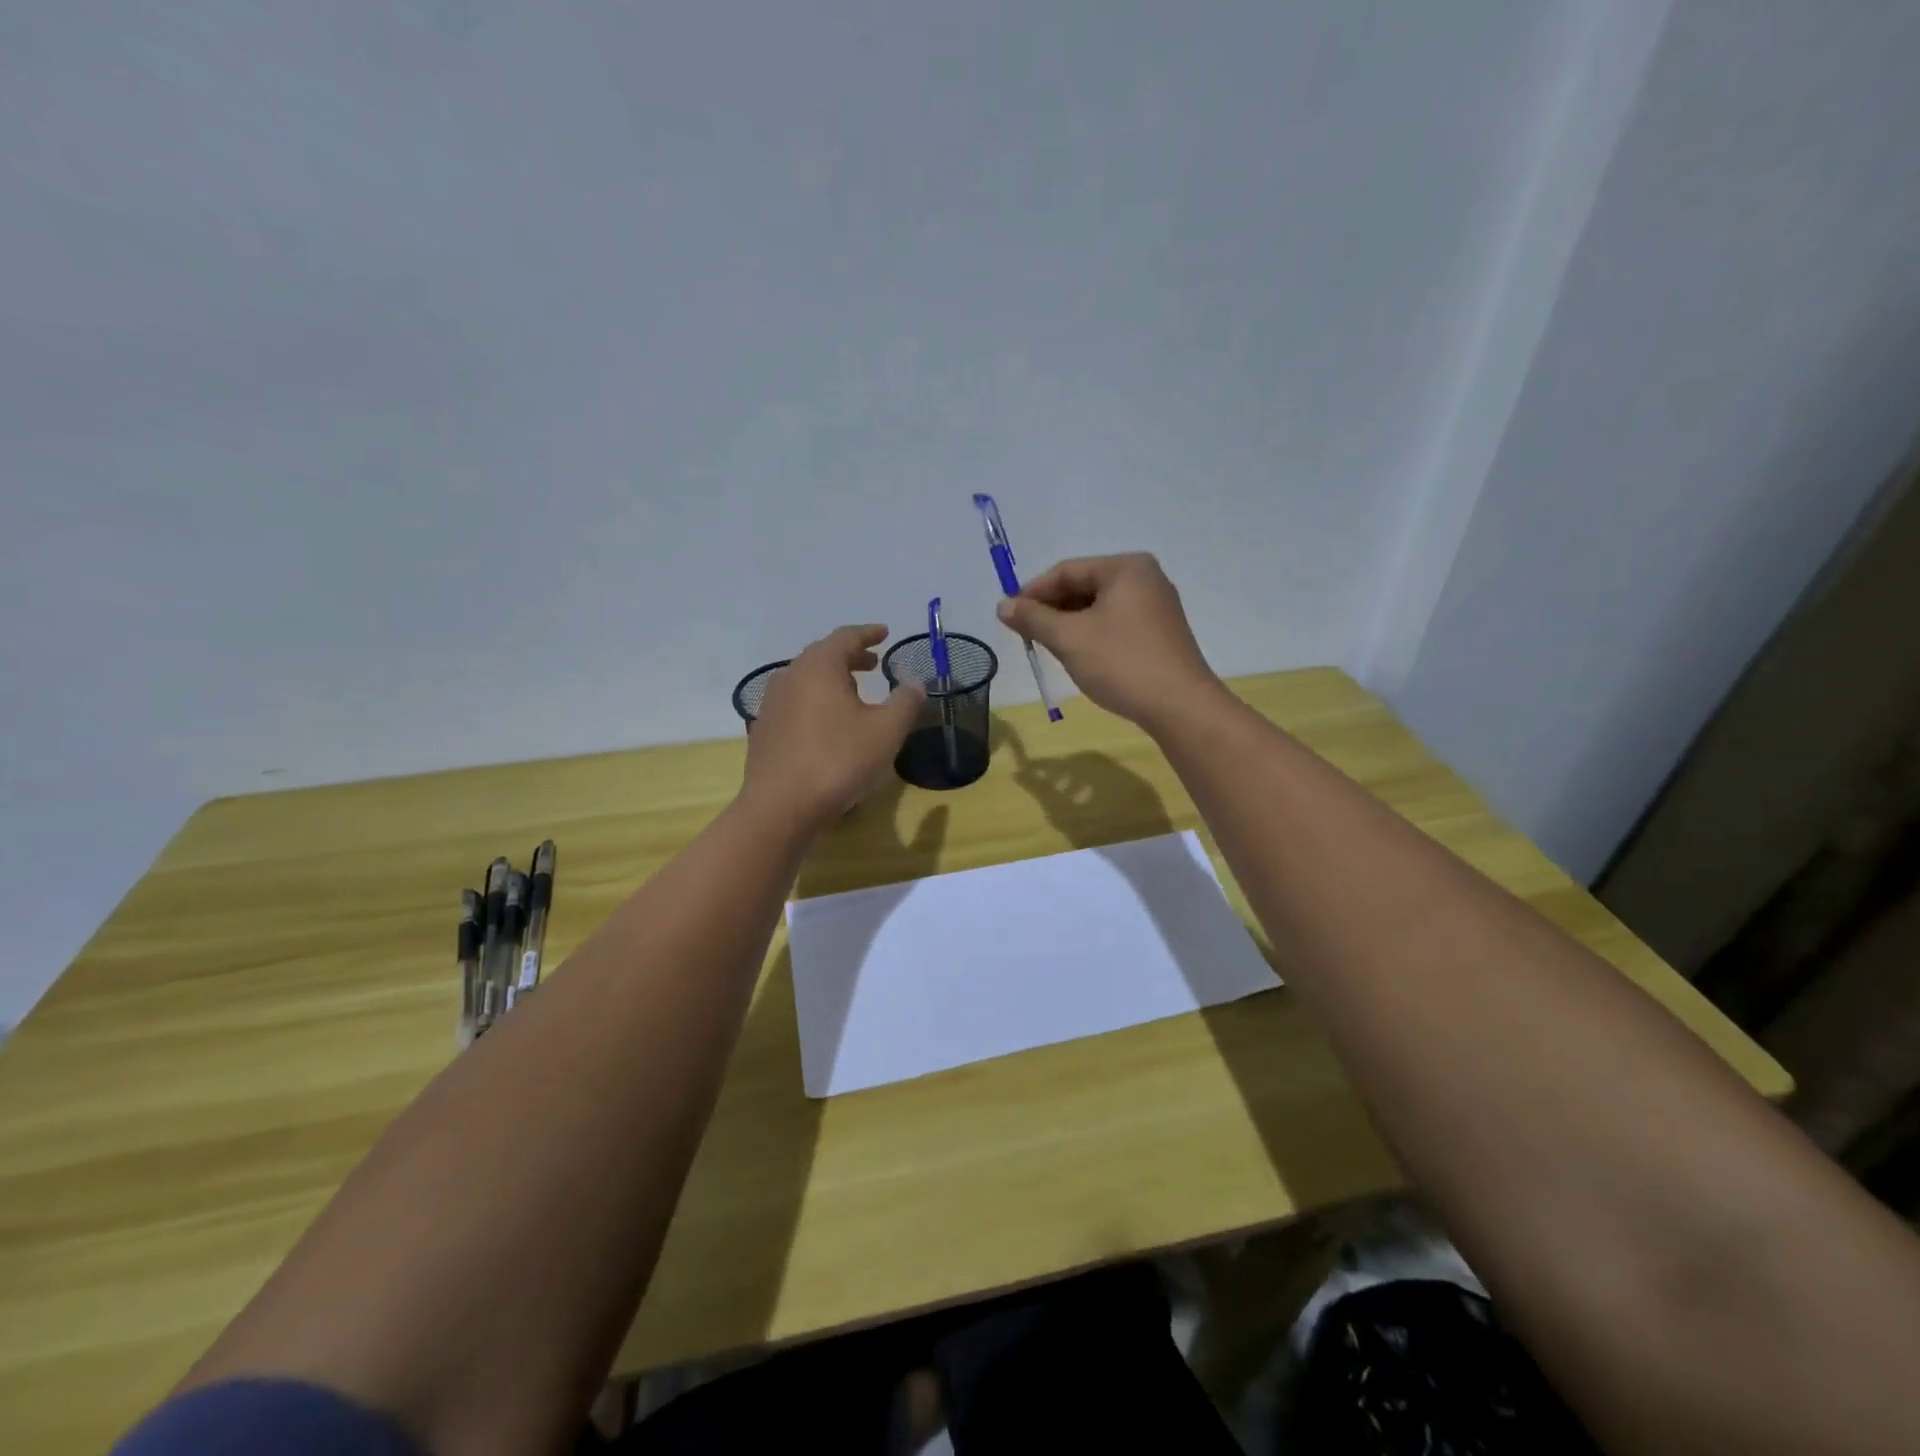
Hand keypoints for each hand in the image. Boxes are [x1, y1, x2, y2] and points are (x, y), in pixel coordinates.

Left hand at [742, 625, 924, 826]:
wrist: (781, 807)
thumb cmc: (839, 761)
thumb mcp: (886, 731)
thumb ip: (905, 701)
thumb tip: (914, 682)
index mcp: (819, 667)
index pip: (845, 637)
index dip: (868, 634)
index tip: (884, 633)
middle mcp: (790, 676)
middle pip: (822, 655)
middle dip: (850, 656)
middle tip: (873, 664)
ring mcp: (772, 704)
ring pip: (805, 679)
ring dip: (831, 679)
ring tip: (853, 693)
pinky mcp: (764, 730)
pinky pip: (795, 702)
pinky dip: (815, 701)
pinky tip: (827, 724)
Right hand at [996, 553, 1221, 730]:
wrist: (1179, 706)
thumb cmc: (1121, 663)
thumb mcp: (1069, 639)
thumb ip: (1033, 619)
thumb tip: (1003, 605)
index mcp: (1125, 568)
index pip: (1066, 571)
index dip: (1032, 592)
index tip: (1008, 616)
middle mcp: (1145, 578)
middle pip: (1084, 586)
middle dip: (1051, 609)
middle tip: (1025, 635)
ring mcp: (1156, 606)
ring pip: (1098, 607)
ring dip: (1069, 624)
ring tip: (1048, 647)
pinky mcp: (1160, 633)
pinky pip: (1115, 623)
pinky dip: (1091, 634)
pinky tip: (1078, 655)